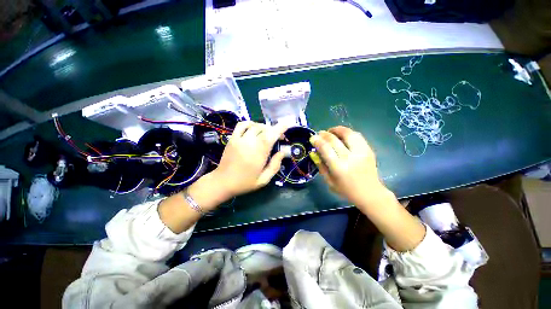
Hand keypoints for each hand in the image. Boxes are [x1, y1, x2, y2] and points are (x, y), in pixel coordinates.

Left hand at [211, 121, 287, 197]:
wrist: (223, 182)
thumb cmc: (245, 182)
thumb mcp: (264, 179)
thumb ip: (275, 165)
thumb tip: (283, 152)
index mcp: (258, 154)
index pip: (271, 135)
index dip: (280, 128)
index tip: (288, 124)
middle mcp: (249, 143)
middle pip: (265, 129)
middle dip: (275, 130)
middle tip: (279, 138)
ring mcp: (239, 139)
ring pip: (255, 125)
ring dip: (264, 127)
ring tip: (267, 134)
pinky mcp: (232, 138)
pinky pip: (242, 125)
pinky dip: (250, 123)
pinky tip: (253, 129)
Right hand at [309, 126, 388, 207]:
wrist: (370, 193)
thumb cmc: (346, 190)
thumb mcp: (329, 181)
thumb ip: (321, 166)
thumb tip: (314, 152)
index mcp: (339, 168)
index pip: (325, 148)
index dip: (317, 141)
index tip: (313, 137)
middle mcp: (350, 158)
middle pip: (335, 140)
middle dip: (325, 134)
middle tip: (320, 133)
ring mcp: (361, 152)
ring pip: (348, 134)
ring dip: (337, 130)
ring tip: (331, 131)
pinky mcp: (369, 150)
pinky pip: (357, 136)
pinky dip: (347, 133)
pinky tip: (342, 135)